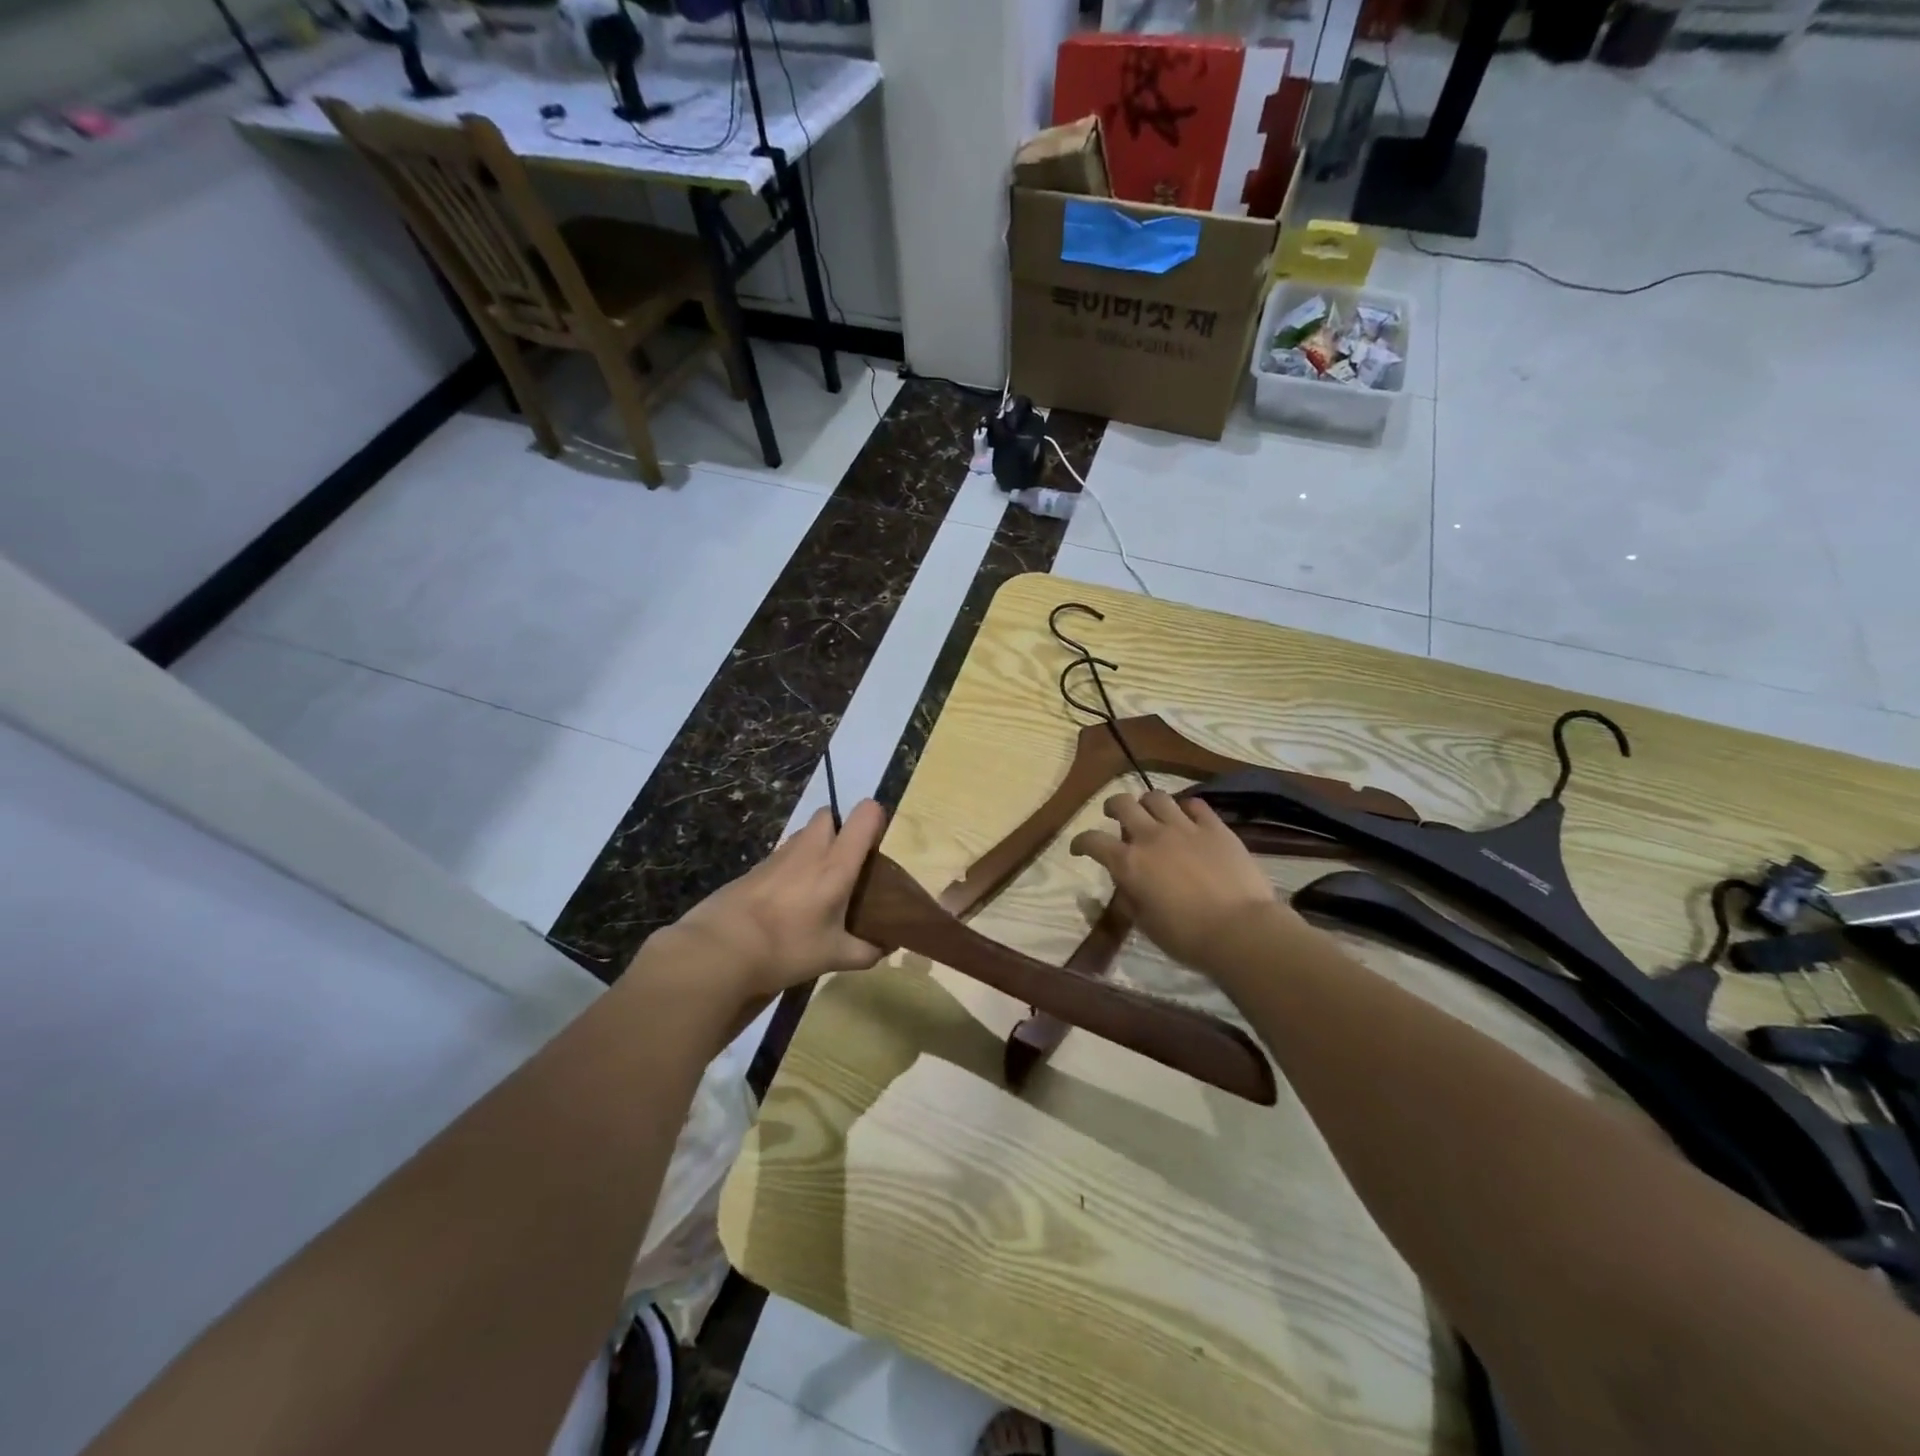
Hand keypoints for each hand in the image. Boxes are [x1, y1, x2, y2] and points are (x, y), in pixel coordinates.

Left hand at [662, 799, 888, 1004]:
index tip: (876, 846)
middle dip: (840, 830)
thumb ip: (866, 951)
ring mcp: (778, 855)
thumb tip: (885, 947)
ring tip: (817, 886)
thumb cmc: (787, 947)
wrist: (721, 948)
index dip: (875, 820)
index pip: (865, 815)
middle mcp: (810, 849)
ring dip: (815, 848)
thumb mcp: (833, 956)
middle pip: (829, 815)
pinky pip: (783, 856)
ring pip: (804, 834)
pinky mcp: (755, 867)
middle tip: (845, 865)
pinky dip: (791, 868)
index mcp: (836, 863)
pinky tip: (788, 901)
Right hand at [1070, 791, 1300, 978]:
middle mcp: (1151, 837)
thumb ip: (1130, 898)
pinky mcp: (1215, 828)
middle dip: (1112, 806)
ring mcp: (1185, 828)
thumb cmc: (1187, 937)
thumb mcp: (1145, 923)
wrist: (1240, 930)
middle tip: (1112, 814)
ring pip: (1157, 797)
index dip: (1080, 842)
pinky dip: (1185, 808)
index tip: (1079, 848)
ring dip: (1147, 802)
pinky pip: (1196, 805)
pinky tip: (1187, 817)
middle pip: (1122, 804)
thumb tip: (1126, 884)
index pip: (1093, 841)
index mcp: (1129, 863)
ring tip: (1150, 811)